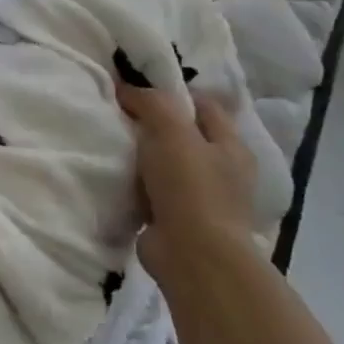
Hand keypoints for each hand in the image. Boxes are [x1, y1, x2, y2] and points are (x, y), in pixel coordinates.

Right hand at [116, 78, 256, 259]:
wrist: (193, 256)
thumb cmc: (190, 187)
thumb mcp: (171, 132)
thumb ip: (151, 103)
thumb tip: (126, 88)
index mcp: (230, 146)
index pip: (204, 105)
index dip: (173, 93)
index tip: (138, 90)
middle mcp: (221, 170)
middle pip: (184, 134)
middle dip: (154, 125)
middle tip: (120, 115)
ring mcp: (202, 198)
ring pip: (167, 164)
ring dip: (143, 157)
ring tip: (113, 145)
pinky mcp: (179, 220)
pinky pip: (153, 192)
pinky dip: (137, 186)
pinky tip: (117, 178)